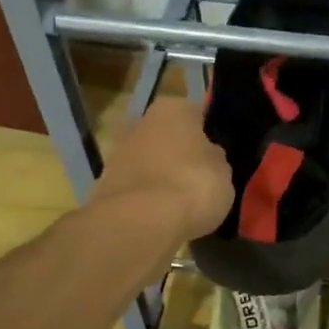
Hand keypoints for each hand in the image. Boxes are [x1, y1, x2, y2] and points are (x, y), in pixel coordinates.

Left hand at [90, 97, 233, 245]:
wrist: (140, 221)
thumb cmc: (192, 184)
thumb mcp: (223, 171)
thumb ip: (215, 158)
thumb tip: (209, 156)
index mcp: (174, 108)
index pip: (197, 115)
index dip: (209, 135)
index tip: (217, 157)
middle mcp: (142, 121)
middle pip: (168, 137)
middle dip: (180, 154)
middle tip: (199, 178)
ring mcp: (119, 152)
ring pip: (150, 160)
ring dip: (162, 175)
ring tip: (181, 202)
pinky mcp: (105, 183)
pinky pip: (137, 186)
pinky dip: (146, 197)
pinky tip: (161, 215)